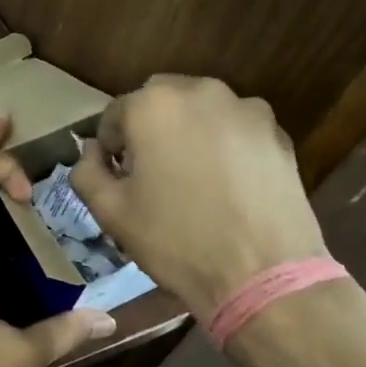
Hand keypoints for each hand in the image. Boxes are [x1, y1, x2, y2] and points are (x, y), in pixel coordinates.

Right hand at [71, 75, 327, 320]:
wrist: (262, 274)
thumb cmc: (174, 239)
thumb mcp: (108, 211)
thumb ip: (86, 170)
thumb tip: (92, 152)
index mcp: (153, 105)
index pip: (115, 114)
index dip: (110, 147)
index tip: (117, 178)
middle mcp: (200, 92)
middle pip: (160, 101)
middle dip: (149, 130)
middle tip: (152, 174)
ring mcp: (246, 109)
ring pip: (200, 111)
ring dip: (187, 133)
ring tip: (192, 179)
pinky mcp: (278, 133)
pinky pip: (235, 129)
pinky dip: (224, 145)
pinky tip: (226, 186)